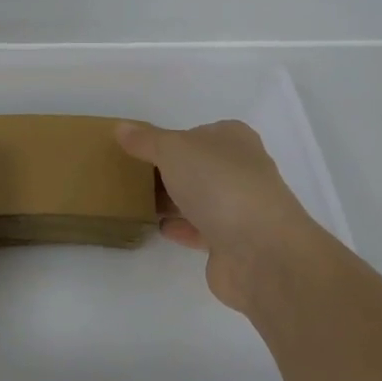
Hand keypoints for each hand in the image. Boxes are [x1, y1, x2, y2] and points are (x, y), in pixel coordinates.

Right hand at [115, 119, 326, 314]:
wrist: (260, 251)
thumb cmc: (218, 184)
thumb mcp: (172, 150)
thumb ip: (145, 140)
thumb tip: (121, 128)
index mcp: (234, 140)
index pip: (198, 133)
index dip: (171, 138)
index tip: (140, 149)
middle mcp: (242, 170)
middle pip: (198, 166)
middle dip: (170, 171)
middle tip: (132, 175)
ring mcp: (241, 208)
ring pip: (199, 198)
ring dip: (174, 200)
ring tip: (137, 201)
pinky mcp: (234, 243)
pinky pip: (200, 230)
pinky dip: (181, 227)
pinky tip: (157, 227)